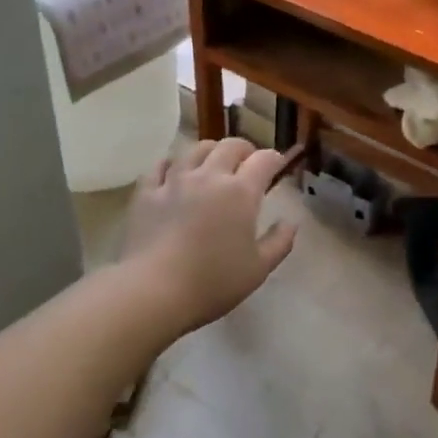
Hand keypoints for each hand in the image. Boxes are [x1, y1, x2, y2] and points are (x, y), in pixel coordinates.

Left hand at [122, 138, 297, 334]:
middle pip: (230, 146)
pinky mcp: (147, 192)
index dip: (275, 159)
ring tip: (213, 164)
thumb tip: (290, 222)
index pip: (264, 160)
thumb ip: (279, 242)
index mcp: (241, 192)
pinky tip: (175, 172)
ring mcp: (175, 180)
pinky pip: (160, 166)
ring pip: (195, 149)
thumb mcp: (258, 269)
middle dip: (245, 150)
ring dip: (211, 151)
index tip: (279, 166)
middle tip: (248, 163)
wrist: (153, 291)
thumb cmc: (213, 282)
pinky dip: (172, 164)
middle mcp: (209, 176)